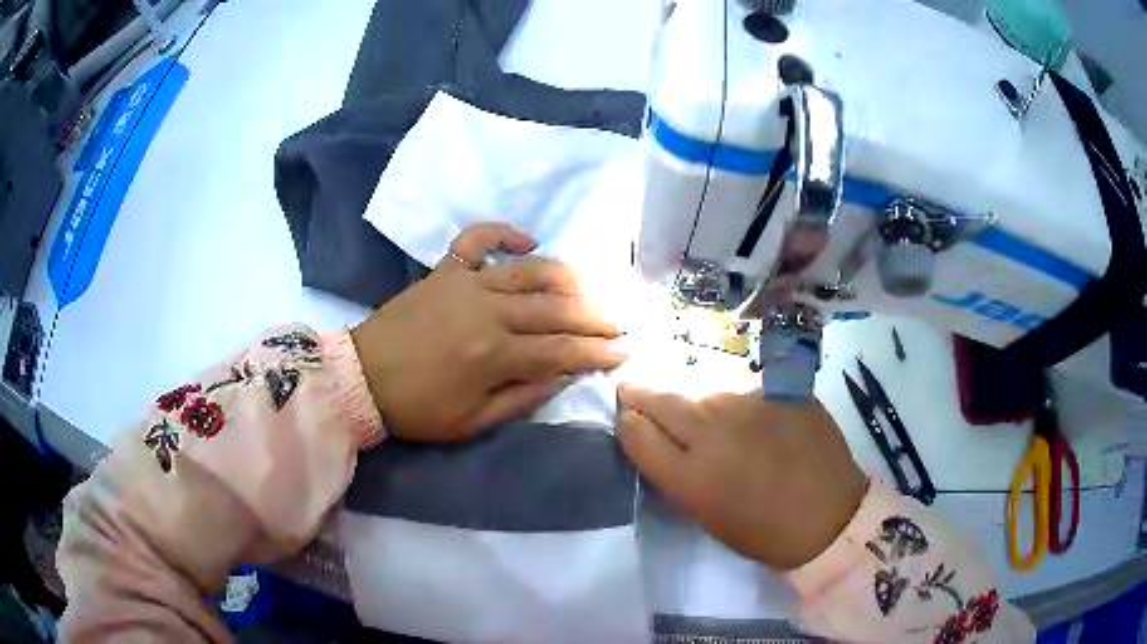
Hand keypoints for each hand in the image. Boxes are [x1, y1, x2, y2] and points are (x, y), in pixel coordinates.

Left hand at [351, 223, 626, 441]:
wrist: (363, 377)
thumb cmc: (417, 408)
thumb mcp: (471, 423)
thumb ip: (521, 400)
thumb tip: (563, 377)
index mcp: (494, 355)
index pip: (561, 350)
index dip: (597, 352)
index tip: (624, 353)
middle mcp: (488, 311)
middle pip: (555, 309)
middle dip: (594, 316)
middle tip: (620, 321)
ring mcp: (466, 283)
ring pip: (529, 272)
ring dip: (566, 277)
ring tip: (591, 286)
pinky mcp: (445, 270)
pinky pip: (477, 239)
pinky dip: (503, 233)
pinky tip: (528, 241)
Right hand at [618, 385, 867, 569]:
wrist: (831, 515)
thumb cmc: (765, 531)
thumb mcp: (708, 515)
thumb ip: (680, 475)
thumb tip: (663, 444)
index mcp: (691, 476)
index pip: (637, 434)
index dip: (628, 424)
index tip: (628, 419)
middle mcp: (714, 432)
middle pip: (663, 400)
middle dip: (641, 392)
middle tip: (631, 385)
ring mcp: (750, 404)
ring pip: (706, 391)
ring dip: (695, 400)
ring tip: (703, 412)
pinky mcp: (781, 390)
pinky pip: (746, 390)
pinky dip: (740, 402)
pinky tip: (753, 417)